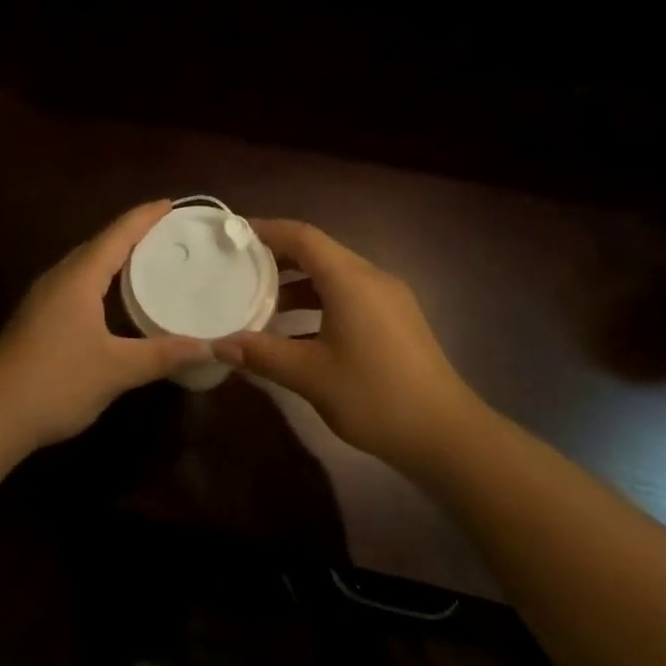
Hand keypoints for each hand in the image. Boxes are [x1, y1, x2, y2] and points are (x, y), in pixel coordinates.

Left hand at [0, 200, 210, 450]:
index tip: (170, 203)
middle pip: (99, 244)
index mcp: (79, 277)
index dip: (144, 217)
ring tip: (146, 257)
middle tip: (167, 231)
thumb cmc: (56, 381)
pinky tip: (112, 297)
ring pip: (85, 264)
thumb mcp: (116, 369)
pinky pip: (76, 283)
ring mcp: (43, 298)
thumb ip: (162, 354)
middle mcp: (59, 278)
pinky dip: (101, 278)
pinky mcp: (37, 318)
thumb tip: (209, 346)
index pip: (117, 234)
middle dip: (132, 232)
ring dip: (114, 256)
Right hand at [215, 219, 485, 471]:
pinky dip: (319, 304)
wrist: (447, 435)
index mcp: (350, 279)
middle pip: (319, 253)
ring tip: (261, 303)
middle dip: (278, 257)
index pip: (303, 236)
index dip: (267, 230)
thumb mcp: (310, 375)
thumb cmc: (374, 396)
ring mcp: (389, 299)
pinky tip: (297, 334)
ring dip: (298, 285)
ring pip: (334, 277)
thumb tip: (219, 344)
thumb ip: (262, 354)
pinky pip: (350, 296)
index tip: (235, 234)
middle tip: (241, 268)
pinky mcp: (397, 321)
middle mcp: (371, 278)